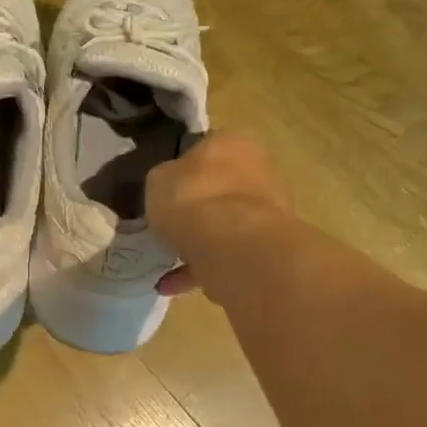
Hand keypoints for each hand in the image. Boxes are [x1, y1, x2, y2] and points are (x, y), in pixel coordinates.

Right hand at [148, 133, 292, 298]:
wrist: (232, 246)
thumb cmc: (192, 198)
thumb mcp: (158, 179)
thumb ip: (165, 180)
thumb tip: (169, 187)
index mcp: (234, 142)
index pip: (206, 148)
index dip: (182, 169)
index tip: (164, 190)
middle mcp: (259, 170)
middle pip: (221, 188)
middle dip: (197, 207)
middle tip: (168, 225)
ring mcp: (269, 212)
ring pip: (227, 224)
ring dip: (200, 242)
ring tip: (166, 262)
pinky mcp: (267, 248)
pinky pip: (227, 255)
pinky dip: (202, 268)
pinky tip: (171, 284)